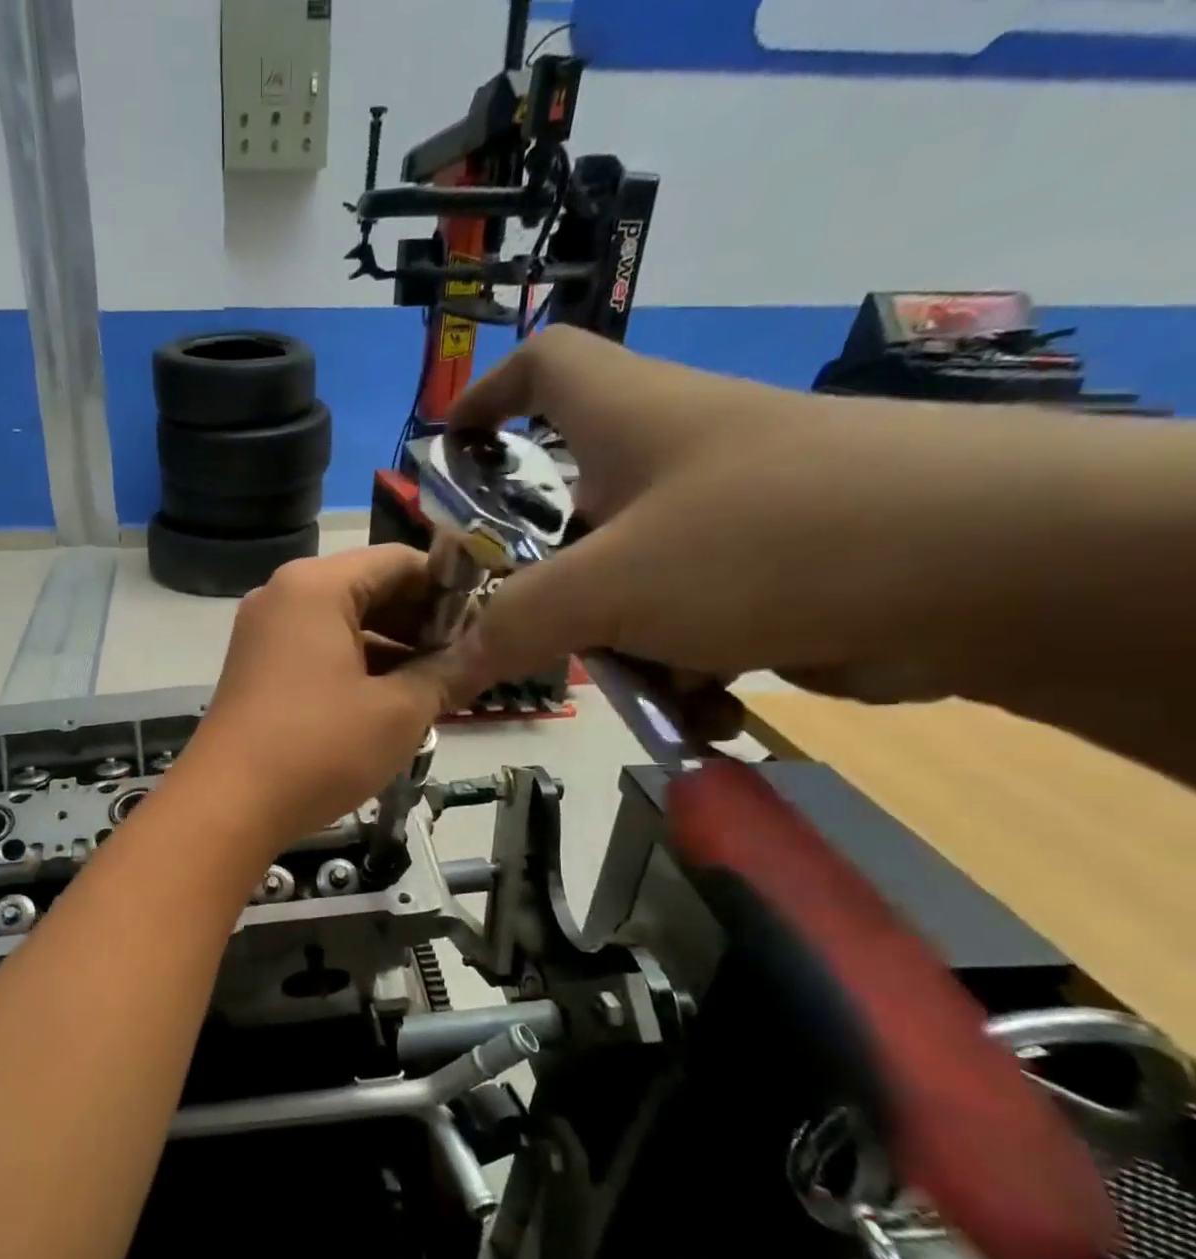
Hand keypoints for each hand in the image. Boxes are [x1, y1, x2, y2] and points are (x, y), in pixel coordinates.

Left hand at [176, 547, 466, 849]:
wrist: (226, 806)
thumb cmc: (318, 748)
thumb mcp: (398, 712)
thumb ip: (448, 674)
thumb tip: (486, 655)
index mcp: (316, 585)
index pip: (400, 562)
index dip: (450, 590)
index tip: (483, 628)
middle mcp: (283, 596)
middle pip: (369, 589)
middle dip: (420, 624)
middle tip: (463, 663)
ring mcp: (264, 633)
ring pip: (343, 624)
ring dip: (392, 650)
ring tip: (435, 687)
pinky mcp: (256, 669)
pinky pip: (317, 651)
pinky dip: (356, 668)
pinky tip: (388, 702)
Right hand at [445, 326, 1015, 707]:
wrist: (995, 570)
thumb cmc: (765, 540)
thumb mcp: (610, 584)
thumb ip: (516, 623)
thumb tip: (448, 666)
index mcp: (628, 419)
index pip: (543, 366)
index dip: (487, 398)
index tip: (449, 455)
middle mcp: (673, 457)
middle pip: (571, 507)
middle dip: (543, 579)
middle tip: (520, 633)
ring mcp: (725, 517)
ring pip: (627, 581)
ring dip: (619, 645)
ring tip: (644, 690)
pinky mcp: (770, 573)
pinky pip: (690, 621)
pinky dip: (686, 668)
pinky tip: (708, 708)